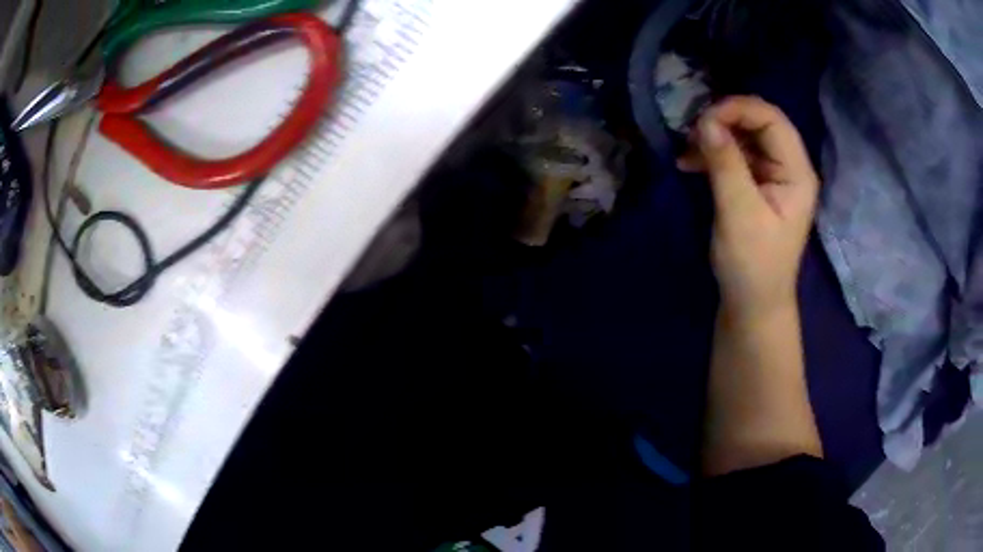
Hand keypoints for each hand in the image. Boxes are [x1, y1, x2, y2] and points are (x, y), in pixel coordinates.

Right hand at [678, 96, 818, 317]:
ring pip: (744, 137)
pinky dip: (713, 155)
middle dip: (724, 121)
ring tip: (686, 150)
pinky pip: (735, 156)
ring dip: (715, 137)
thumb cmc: (752, 265)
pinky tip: (688, 163)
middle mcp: (789, 167)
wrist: (752, 305)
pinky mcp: (756, 185)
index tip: (703, 120)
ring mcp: (773, 176)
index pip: (772, 119)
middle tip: (692, 133)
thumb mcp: (738, 213)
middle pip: (759, 123)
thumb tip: (705, 120)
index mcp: (797, 172)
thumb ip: (725, 163)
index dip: (738, 109)